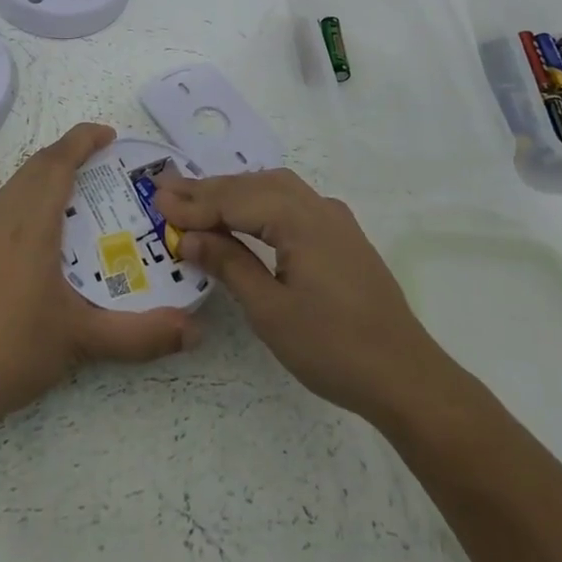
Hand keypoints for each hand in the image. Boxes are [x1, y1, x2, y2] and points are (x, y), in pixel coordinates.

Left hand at [0, 122, 199, 438]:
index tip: (107, 136)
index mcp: (32, 225)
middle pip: (35, 170)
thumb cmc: (14, 355)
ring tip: (60, 191)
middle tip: (97, 172)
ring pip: (4, 188)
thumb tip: (195, 331)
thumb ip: (142, 335)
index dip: (83, 140)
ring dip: (33, 180)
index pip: (59, 162)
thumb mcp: (84, 341)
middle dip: (67, 159)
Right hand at [152, 169, 447, 422]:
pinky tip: (247, 215)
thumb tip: (191, 237)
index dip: (195, 202)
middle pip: (255, 185)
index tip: (156, 200)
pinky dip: (261, 202)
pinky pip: (294, 203)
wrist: (405, 375)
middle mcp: (319, 207)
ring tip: (198, 200)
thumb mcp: (270, 310)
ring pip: (276, 188)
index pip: (235, 200)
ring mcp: (335, 220)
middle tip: (167, 191)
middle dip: (210, 189)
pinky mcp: (343, 237)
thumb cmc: (332, 347)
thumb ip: (229, 265)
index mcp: (300, 220)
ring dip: (236, 192)